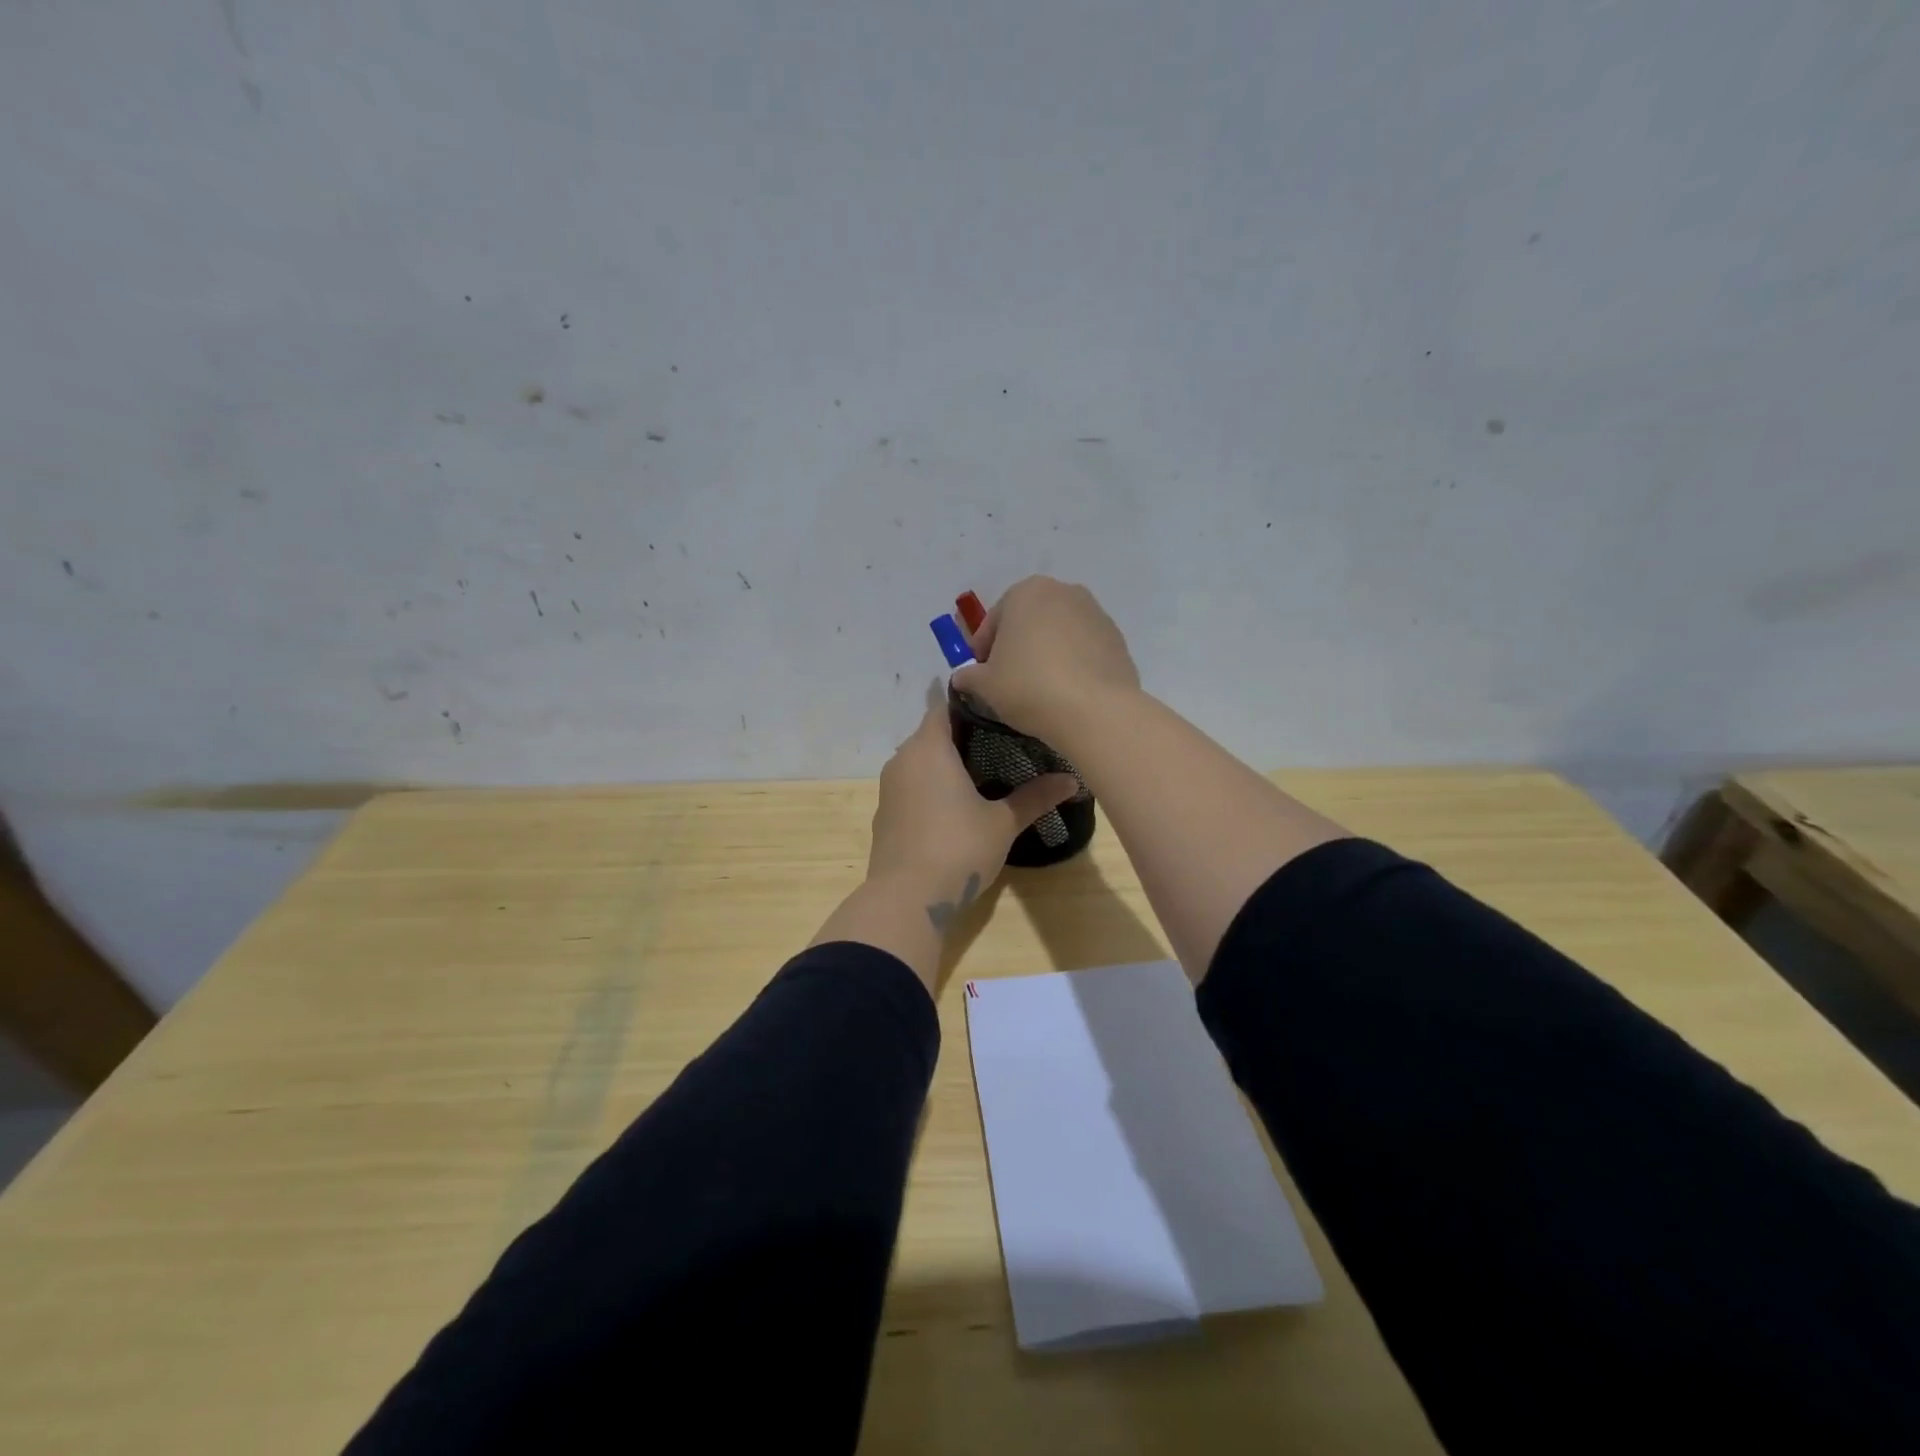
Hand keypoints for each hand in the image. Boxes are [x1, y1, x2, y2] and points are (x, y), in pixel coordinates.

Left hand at [869, 697, 1077, 925]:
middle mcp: (903, 759)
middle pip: (932, 734)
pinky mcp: (885, 814)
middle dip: (962, 737)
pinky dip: (930, 788)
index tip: (999, 711)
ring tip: (983, 773)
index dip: (971, 705)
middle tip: (1001, 743)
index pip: (945, 706)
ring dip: (945, 765)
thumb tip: (1072, 781)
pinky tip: (954, 807)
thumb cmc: (958, 847)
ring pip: (919, 762)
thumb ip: (1035, 797)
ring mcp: (889, 788)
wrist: (907, 899)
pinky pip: (910, 787)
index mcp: (929, 747)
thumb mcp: (1003, 822)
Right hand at [950, 577, 1140, 742]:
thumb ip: (969, 676)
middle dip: (1017, 646)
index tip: (980, 675)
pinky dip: (1073, 664)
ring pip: (1060, 633)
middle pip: (1029, 621)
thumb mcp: (986, 685)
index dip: (983, 650)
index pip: (994, 621)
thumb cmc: (1029, 687)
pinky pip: (1084, 649)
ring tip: (1040, 688)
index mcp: (1026, 592)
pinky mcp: (1118, 639)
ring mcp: (1096, 614)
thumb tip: (962, 678)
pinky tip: (1067, 692)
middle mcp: (1064, 592)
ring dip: (1047, 653)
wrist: (1095, 710)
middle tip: (1008, 680)